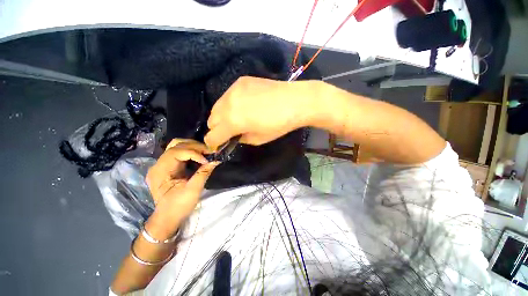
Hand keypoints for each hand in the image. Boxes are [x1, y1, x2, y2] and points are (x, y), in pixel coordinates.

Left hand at [145, 139, 219, 237]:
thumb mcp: (193, 190)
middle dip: (195, 146)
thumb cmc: (178, 206)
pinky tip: (200, 156)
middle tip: (209, 152)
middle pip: (176, 145)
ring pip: (177, 146)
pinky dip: (191, 151)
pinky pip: (180, 153)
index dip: (194, 153)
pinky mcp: (168, 167)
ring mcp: (162, 165)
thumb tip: (216, 160)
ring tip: (205, 152)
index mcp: (160, 171)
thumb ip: (203, 173)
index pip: (176, 152)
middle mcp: (158, 164)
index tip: (207, 160)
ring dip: (193, 146)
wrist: (168, 218)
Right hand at [204, 76, 320, 149]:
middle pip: (211, 119)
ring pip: (217, 106)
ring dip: (222, 115)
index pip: (212, 136)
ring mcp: (233, 89)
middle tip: (229, 131)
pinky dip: (231, 103)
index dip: (213, 143)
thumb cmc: (279, 124)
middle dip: (217, 128)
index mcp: (232, 121)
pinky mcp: (240, 81)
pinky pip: (228, 95)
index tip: (217, 145)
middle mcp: (227, 104)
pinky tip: (243, 104)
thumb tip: (234, 135)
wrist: (295, 101)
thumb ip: (241, 138)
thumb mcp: (258, 139)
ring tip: (235, 118)